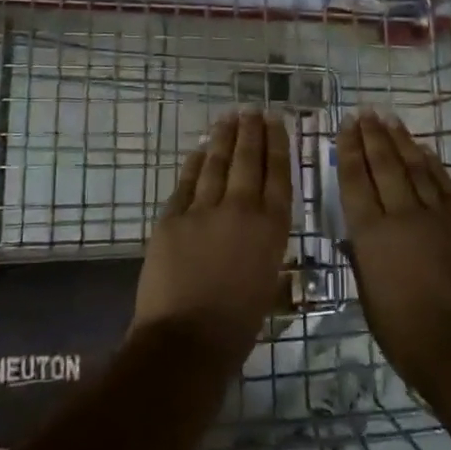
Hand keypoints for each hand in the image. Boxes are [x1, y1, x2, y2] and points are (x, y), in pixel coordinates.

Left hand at [134, 110, 291, 367]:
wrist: (187, 339)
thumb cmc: (238, 324)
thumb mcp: (268, 280)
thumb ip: (265, 245)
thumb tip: (260, 225)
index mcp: (271, 228)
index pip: (277, 174)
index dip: (277, 144)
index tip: (276, 122)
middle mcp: (241, 209)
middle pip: (248, 160)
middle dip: (251, 132)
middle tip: (252, 110)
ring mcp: (203, 210)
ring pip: (216, 164)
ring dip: (223, 138)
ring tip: (229, 118)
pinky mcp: (172, 218)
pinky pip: (186, 183)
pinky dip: (194, 164)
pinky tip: (199, 149)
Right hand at [337, 111, 450, 402]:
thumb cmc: (406, 335)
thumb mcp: (370, 300)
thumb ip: (363, 261)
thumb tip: (357, 239)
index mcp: (372, 235)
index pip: (356, 181)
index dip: (350, 150)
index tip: (346, 126)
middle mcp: (403, 216)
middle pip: (385, 165)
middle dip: (373, 136)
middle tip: (366, 112)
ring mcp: (439, 218)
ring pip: (416, 169)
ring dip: (402, 142)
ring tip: (390, 119)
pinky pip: (446, 187)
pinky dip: (434, 165)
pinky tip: (426, 151)